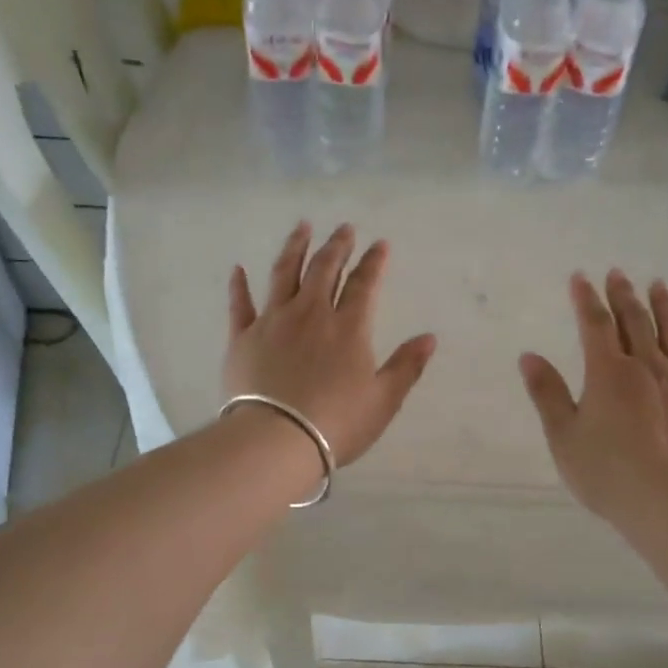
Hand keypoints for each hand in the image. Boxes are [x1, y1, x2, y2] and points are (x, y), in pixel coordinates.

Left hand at [225, 222, 437, 466]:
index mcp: (348, 328)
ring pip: (284, 274)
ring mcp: (273, 322)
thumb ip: (406, 367)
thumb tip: (429, 338)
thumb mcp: (383, 400)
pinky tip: (238, 269)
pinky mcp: (242, 337)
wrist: (276, 440)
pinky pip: (240, 304)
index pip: (364, 285)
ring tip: (302, 227)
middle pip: (325, 270)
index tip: (380, 244)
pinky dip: (239, 285)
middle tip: (344, 228)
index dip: (374, 262)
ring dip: (295, 248)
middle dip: (337, 246)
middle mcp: (311, 314)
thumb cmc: (336, 424)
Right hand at [519, 271, 667, 528]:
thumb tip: (529, 356)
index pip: (595, 324)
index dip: (586, 299)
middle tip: (618, 273)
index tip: (580, 277)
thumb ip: (548, 393)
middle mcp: (648, 367)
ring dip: (664, 306)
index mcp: (609, 372)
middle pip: (636, 321)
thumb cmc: (607, 472)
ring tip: (659, 286)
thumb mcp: (564, 436)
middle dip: (624, 295)